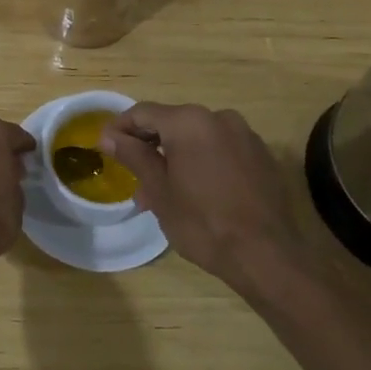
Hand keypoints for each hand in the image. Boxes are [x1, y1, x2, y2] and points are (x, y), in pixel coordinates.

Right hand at [100, 103, 303, 289]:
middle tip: (133, 179)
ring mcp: (245, 135)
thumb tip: (109, 136)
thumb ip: (134, 156)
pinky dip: (202, 163)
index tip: (104, 148)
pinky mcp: (261, 156)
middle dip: (149, 147)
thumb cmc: (202, 222)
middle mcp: (219, 117)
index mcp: (189, 122)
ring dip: (175, 158)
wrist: (266, 255)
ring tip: (163, 195)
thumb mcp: (159, 191)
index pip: (143, 113)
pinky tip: (196, 194)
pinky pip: (221, 150)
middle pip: (171, 123)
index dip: (120, 128)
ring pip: (197, 139)